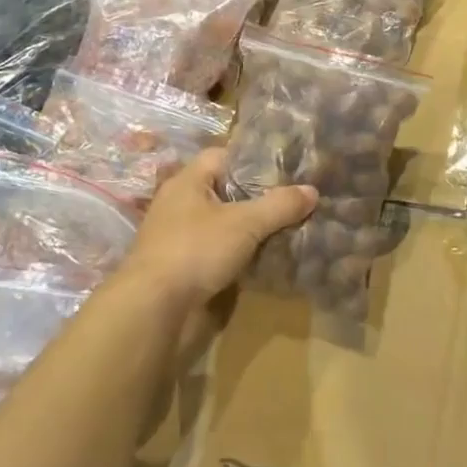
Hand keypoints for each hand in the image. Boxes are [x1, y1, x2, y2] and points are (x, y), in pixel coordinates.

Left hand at [119, 150, 315, 309]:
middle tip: (295, 200)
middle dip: (258, 197)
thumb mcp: (245, 223)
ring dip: (251, 229)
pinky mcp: (184, 268)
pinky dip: (241, 254)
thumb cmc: (196, 251)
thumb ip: (280, 205)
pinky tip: (267, 258)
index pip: (223, 156)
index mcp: (187, 182)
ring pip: (224, 224)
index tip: (285, 169)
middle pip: (226, 191)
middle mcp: (180, 204)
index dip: (253, 160)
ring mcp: (180, 238)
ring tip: (289, 228)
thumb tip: (312, 190)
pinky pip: (219, 252)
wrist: (154, 310)